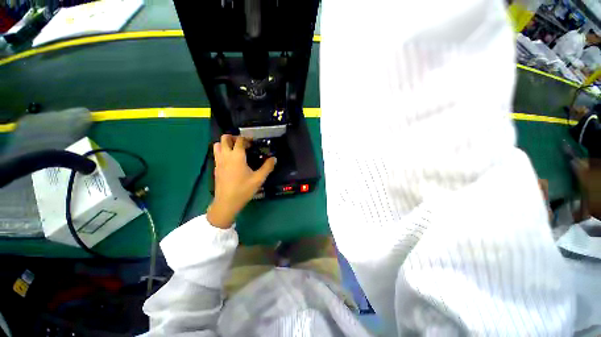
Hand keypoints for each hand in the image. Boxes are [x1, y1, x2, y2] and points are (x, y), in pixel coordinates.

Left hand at [207, 134, 275, 227]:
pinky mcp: (215, 168)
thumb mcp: (259, 179)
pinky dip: (222, 151)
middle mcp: (226, 156)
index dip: (246, 138)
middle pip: (224, 138)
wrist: (226, 202)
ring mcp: (218, 162)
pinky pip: (216, 154)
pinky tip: (231, 160)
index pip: (239, 140)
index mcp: (237, 156)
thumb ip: (267, 167)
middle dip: (233, 137)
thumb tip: (274, 158)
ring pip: (217, 145)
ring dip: (225, 143)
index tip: (253, 142)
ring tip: (235, 149)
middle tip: (243, 143)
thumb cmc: (243, 189)